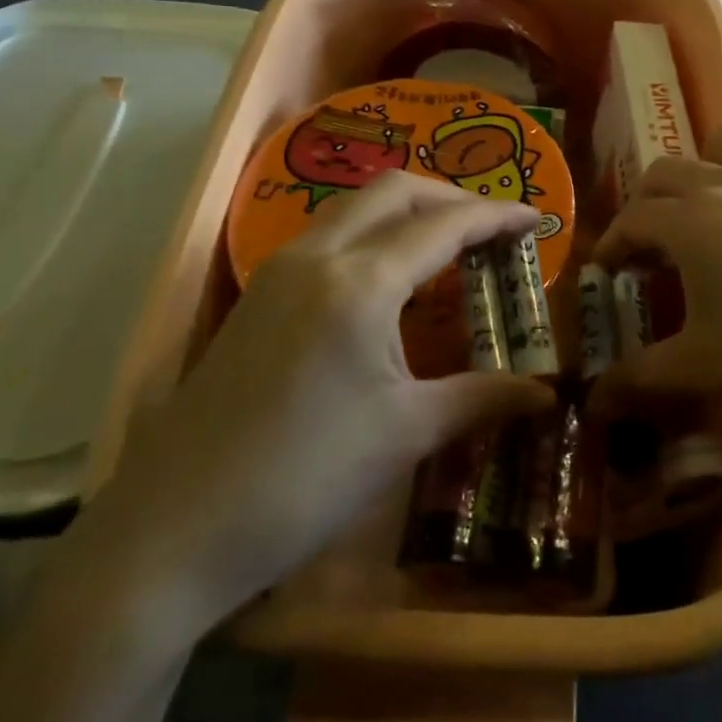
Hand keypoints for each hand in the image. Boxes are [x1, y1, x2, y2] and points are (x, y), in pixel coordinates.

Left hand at [58, 172, 555, 658]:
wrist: (173, 530)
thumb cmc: (303, 481)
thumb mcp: (404, 436)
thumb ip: (481, 399)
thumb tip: (548, 396)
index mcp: (360, 283)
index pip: (444, 225)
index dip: (496, 216)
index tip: (537, 219)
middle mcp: (317, 256)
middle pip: (395, 191)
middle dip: (450, 197)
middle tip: (493, 229)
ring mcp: (279, 270)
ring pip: (356, 207)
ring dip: (408, 211)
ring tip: (449, 246)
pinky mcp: (258, 294)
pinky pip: (329, 236)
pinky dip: (373, 234)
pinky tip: (391, 279)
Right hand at [593, 125, 721, 450]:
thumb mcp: (705, 371)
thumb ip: (639, 380)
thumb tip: (591, 400)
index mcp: (690, 221)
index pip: (631, 221)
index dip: (610, 246)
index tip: (606, 275)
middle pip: (666, 173)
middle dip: (645, 205)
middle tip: (648, 251)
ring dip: (704, 166)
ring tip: (705, 208)